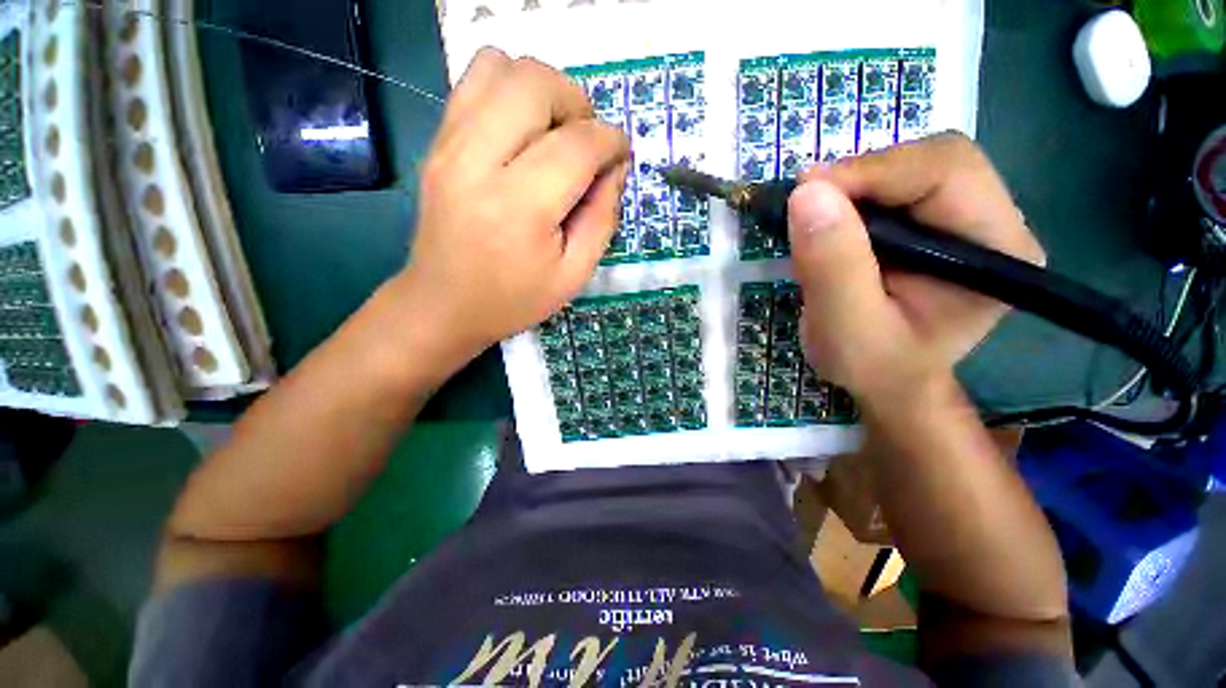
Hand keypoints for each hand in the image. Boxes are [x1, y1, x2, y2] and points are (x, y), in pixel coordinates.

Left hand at [395, 48, 630, 359]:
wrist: (443, 304)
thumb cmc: (514, 299)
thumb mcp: (574, 274)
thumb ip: (603, 218)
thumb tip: (616, 168)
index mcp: (520, 208)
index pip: (577, 144)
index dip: (611, 141)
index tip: (620, 154)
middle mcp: (478, 162)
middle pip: (535, 84)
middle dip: (577, 103)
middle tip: (586, 143)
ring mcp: (449, 145)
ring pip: (501, 67)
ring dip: (542, 89)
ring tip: (554, 131)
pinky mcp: (437, 141)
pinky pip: (473, 81)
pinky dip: (509, 90)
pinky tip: (522, 130)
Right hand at [788, 132, 1044, 401]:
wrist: (888, 380)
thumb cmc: (875, 366)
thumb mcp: (846, 327)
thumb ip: (832, 266)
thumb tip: (807, 194)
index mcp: (997, 251)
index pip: (946, 173)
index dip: (872, 171)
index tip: (804, 191)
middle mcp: (994, 223)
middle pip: (932, 160)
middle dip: (862, 177)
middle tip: (805, 204)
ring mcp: (966, 219)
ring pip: (909, 167)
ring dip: (853, 187)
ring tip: (814, 222)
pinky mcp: (935, 222)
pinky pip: (892, 187)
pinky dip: (851, 198)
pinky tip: (830, 225)